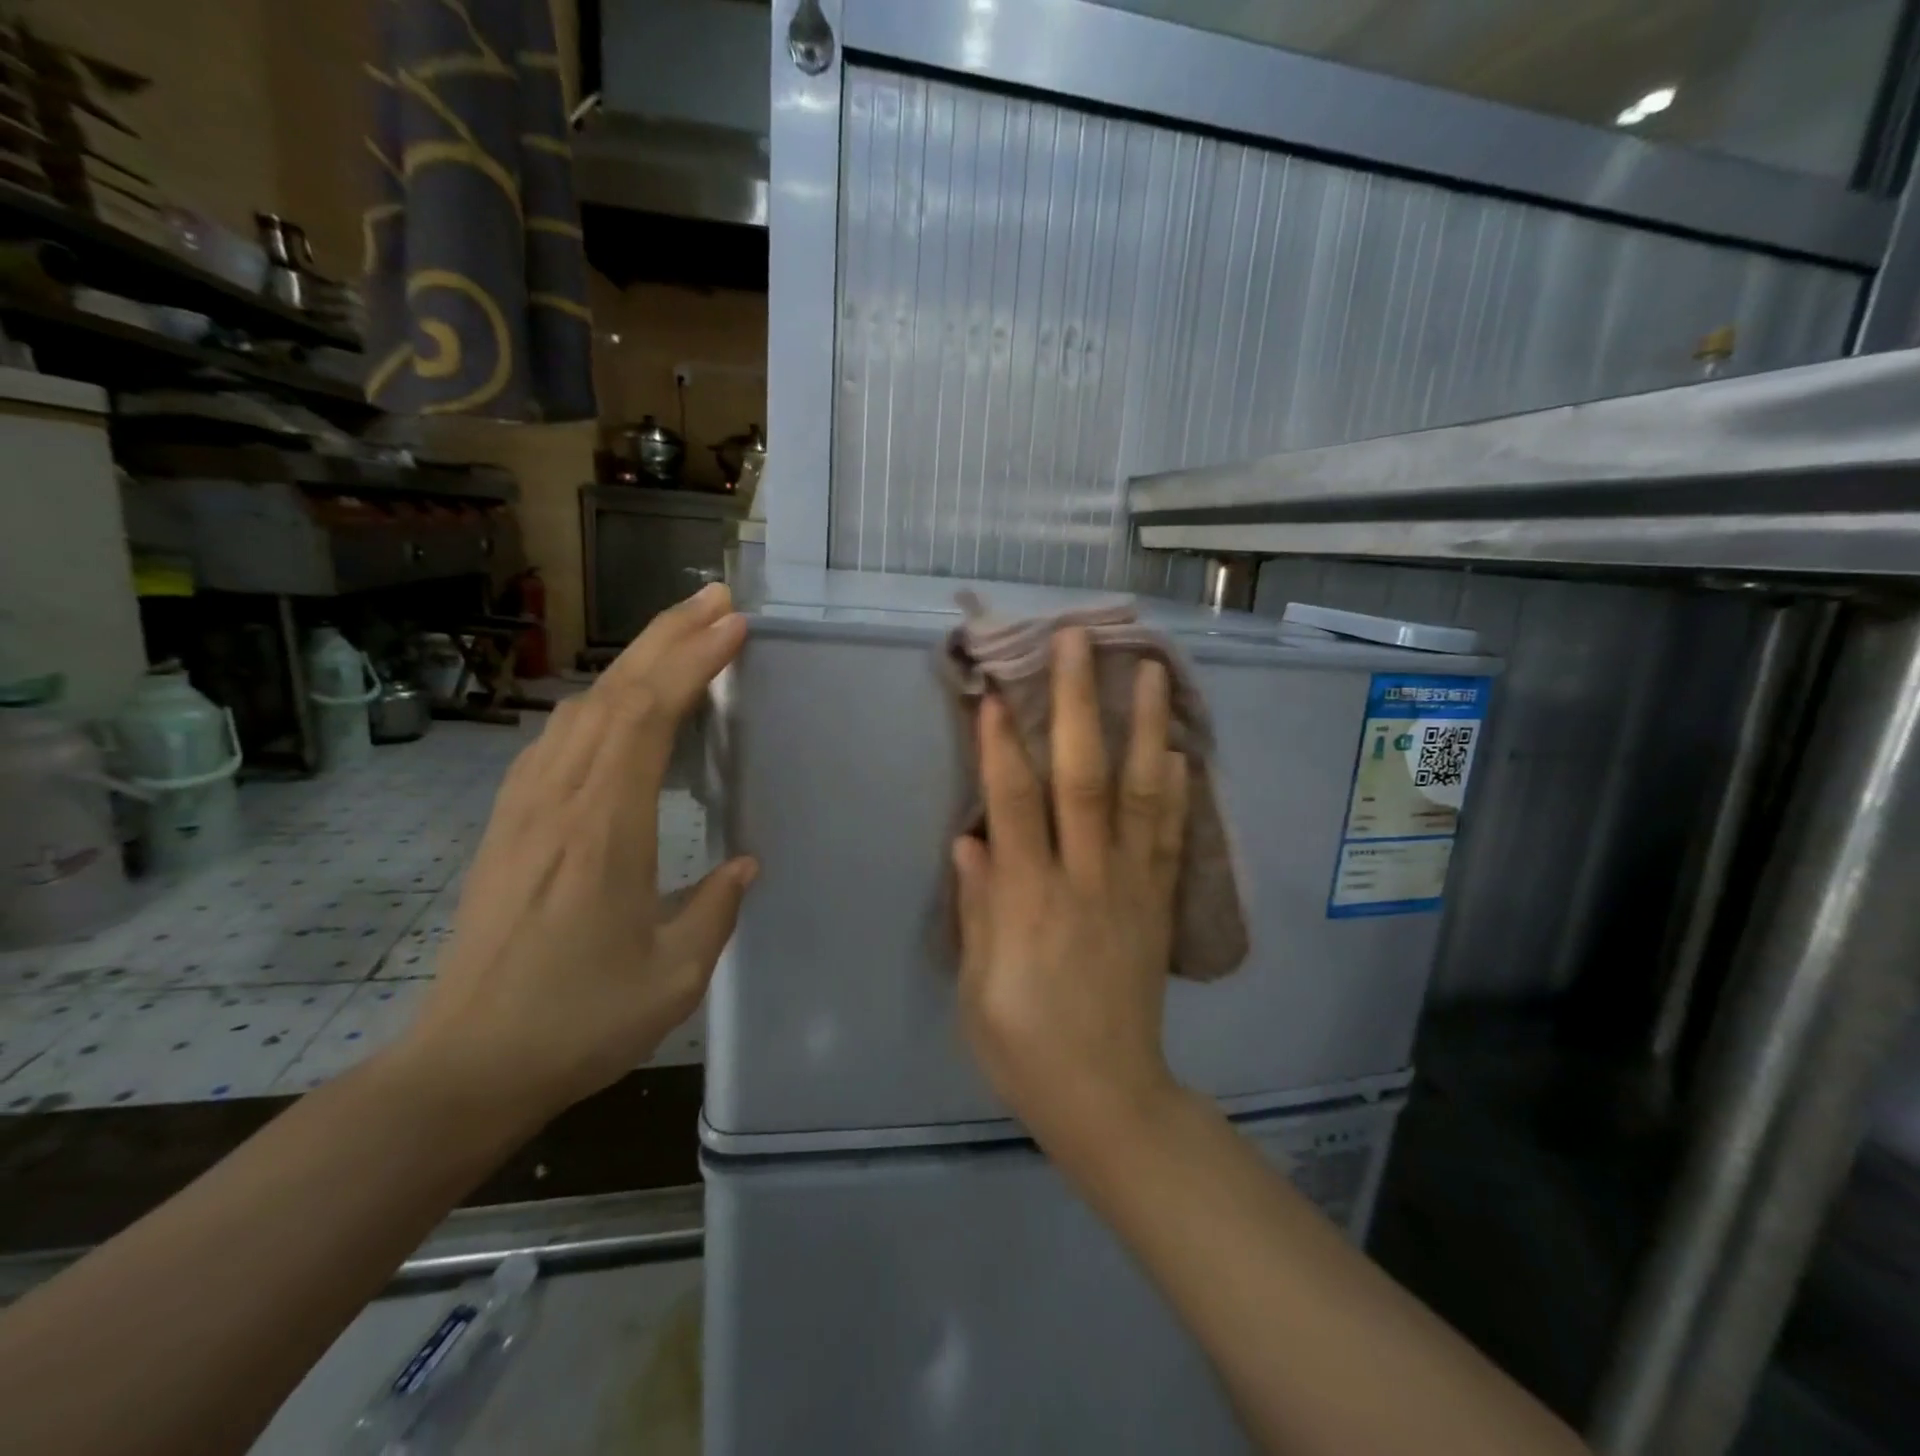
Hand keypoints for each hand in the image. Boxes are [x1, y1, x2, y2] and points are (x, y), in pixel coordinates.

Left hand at [398, 583, 756, 1128]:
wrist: (465, 1067)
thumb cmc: (578, 1022)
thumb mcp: (674, 975)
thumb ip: (717, 908)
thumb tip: (744, 862)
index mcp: (604, 831)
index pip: (647, 718)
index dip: (691, 662)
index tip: (733, 626)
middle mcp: (559, 802)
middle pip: (613, 694)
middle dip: (668, 637)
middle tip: (717, 601)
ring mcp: (525, 809)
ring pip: (581, 709)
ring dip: (633, 663)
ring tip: (681, 638)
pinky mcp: (508, 825)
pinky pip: (557, 741)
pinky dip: (598, 704)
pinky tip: (616, 707)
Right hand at [953, 627, 1189, 1155]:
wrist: (1109, 1098)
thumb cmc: (1024, 1047)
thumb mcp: (975, 989)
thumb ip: (975, 909)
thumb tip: (969, 839)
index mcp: (1028, 902)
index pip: (1014, 805)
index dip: (1001, 745)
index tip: (994, 690)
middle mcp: (1084, 880)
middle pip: (1083, 778)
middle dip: (1078, 704)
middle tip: (1078, 642)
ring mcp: (1131, 887)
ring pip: (1141, 794)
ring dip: (1144, 728)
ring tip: (1150, 671)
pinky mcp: (1159, 904)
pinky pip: (1172, 837)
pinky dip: (1177, 790)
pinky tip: (1180, 750)